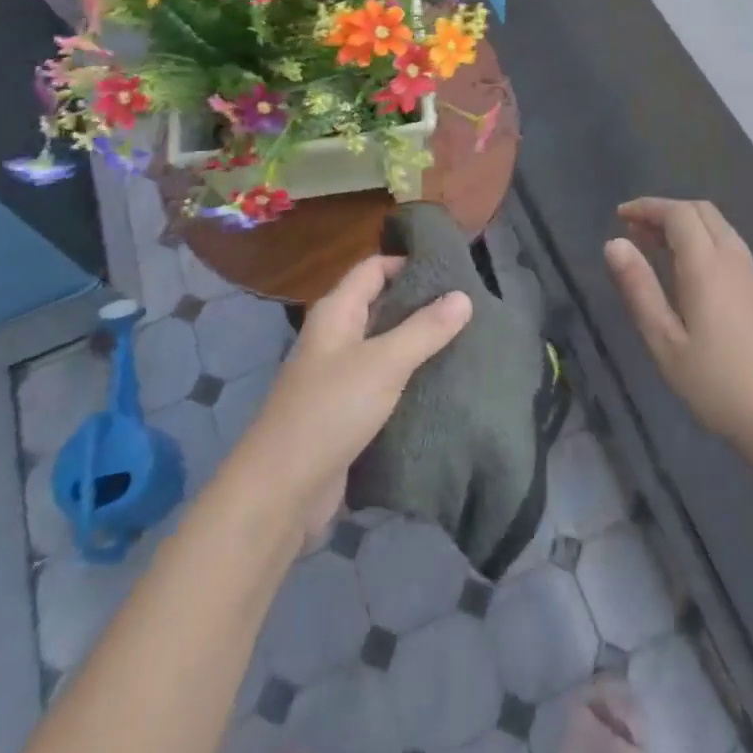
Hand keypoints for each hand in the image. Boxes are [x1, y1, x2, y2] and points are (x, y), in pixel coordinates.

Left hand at [237, 257, 470, 539]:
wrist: (282, 490)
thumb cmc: (330, 410)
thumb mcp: (384, 363)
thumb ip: (424, 329)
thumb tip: (463, 296)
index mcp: (336, 312)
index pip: (374, 268)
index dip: (409, 262)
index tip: (452, 268)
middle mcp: (336, 336)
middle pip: (381, 305)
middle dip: (421, 304)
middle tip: (469, 306)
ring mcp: (339, 375)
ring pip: (385, 346)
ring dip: (419, 343)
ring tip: (467, 341)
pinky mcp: (347, 411)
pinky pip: (384, 382)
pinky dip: (410, 379)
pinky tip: (443, 383)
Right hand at [604, 198, 752, 462]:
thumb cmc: (714, 383)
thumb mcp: (664, 340)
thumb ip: (639, 287)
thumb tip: (614, 243)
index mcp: (707, 266)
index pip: (678, 214)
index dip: (648, 207)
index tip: (620, 216)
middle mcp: (733, 259)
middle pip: (701, 211)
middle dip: (665, 211)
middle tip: (634, 230)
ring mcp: (752, 274)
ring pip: (718, 226)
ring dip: (685, 224)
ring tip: (653, 245)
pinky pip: (728, 244)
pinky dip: (702, 239)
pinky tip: (686, 268)